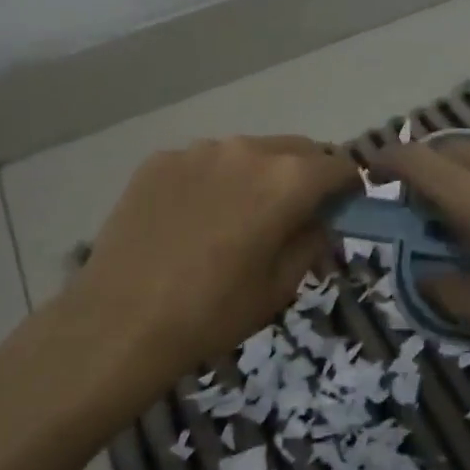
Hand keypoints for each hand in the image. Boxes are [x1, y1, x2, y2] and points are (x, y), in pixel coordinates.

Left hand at [47, 136, 357, 407]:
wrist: (121, 321)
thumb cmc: (213, 312)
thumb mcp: (280, 286)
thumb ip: (311, 241)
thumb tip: (319, 220)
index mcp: (287, 180)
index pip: (338, 165)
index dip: (349, 186)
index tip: (345, 206)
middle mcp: (246, 150)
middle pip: (296, 149)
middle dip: (308, 174)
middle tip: (297, 210)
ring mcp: (198, 150)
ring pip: (248, 152)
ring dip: (259, 174)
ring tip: (239, 214)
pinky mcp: (160, 159)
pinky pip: (204, 162)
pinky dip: (214, 180)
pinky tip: (194, 217)